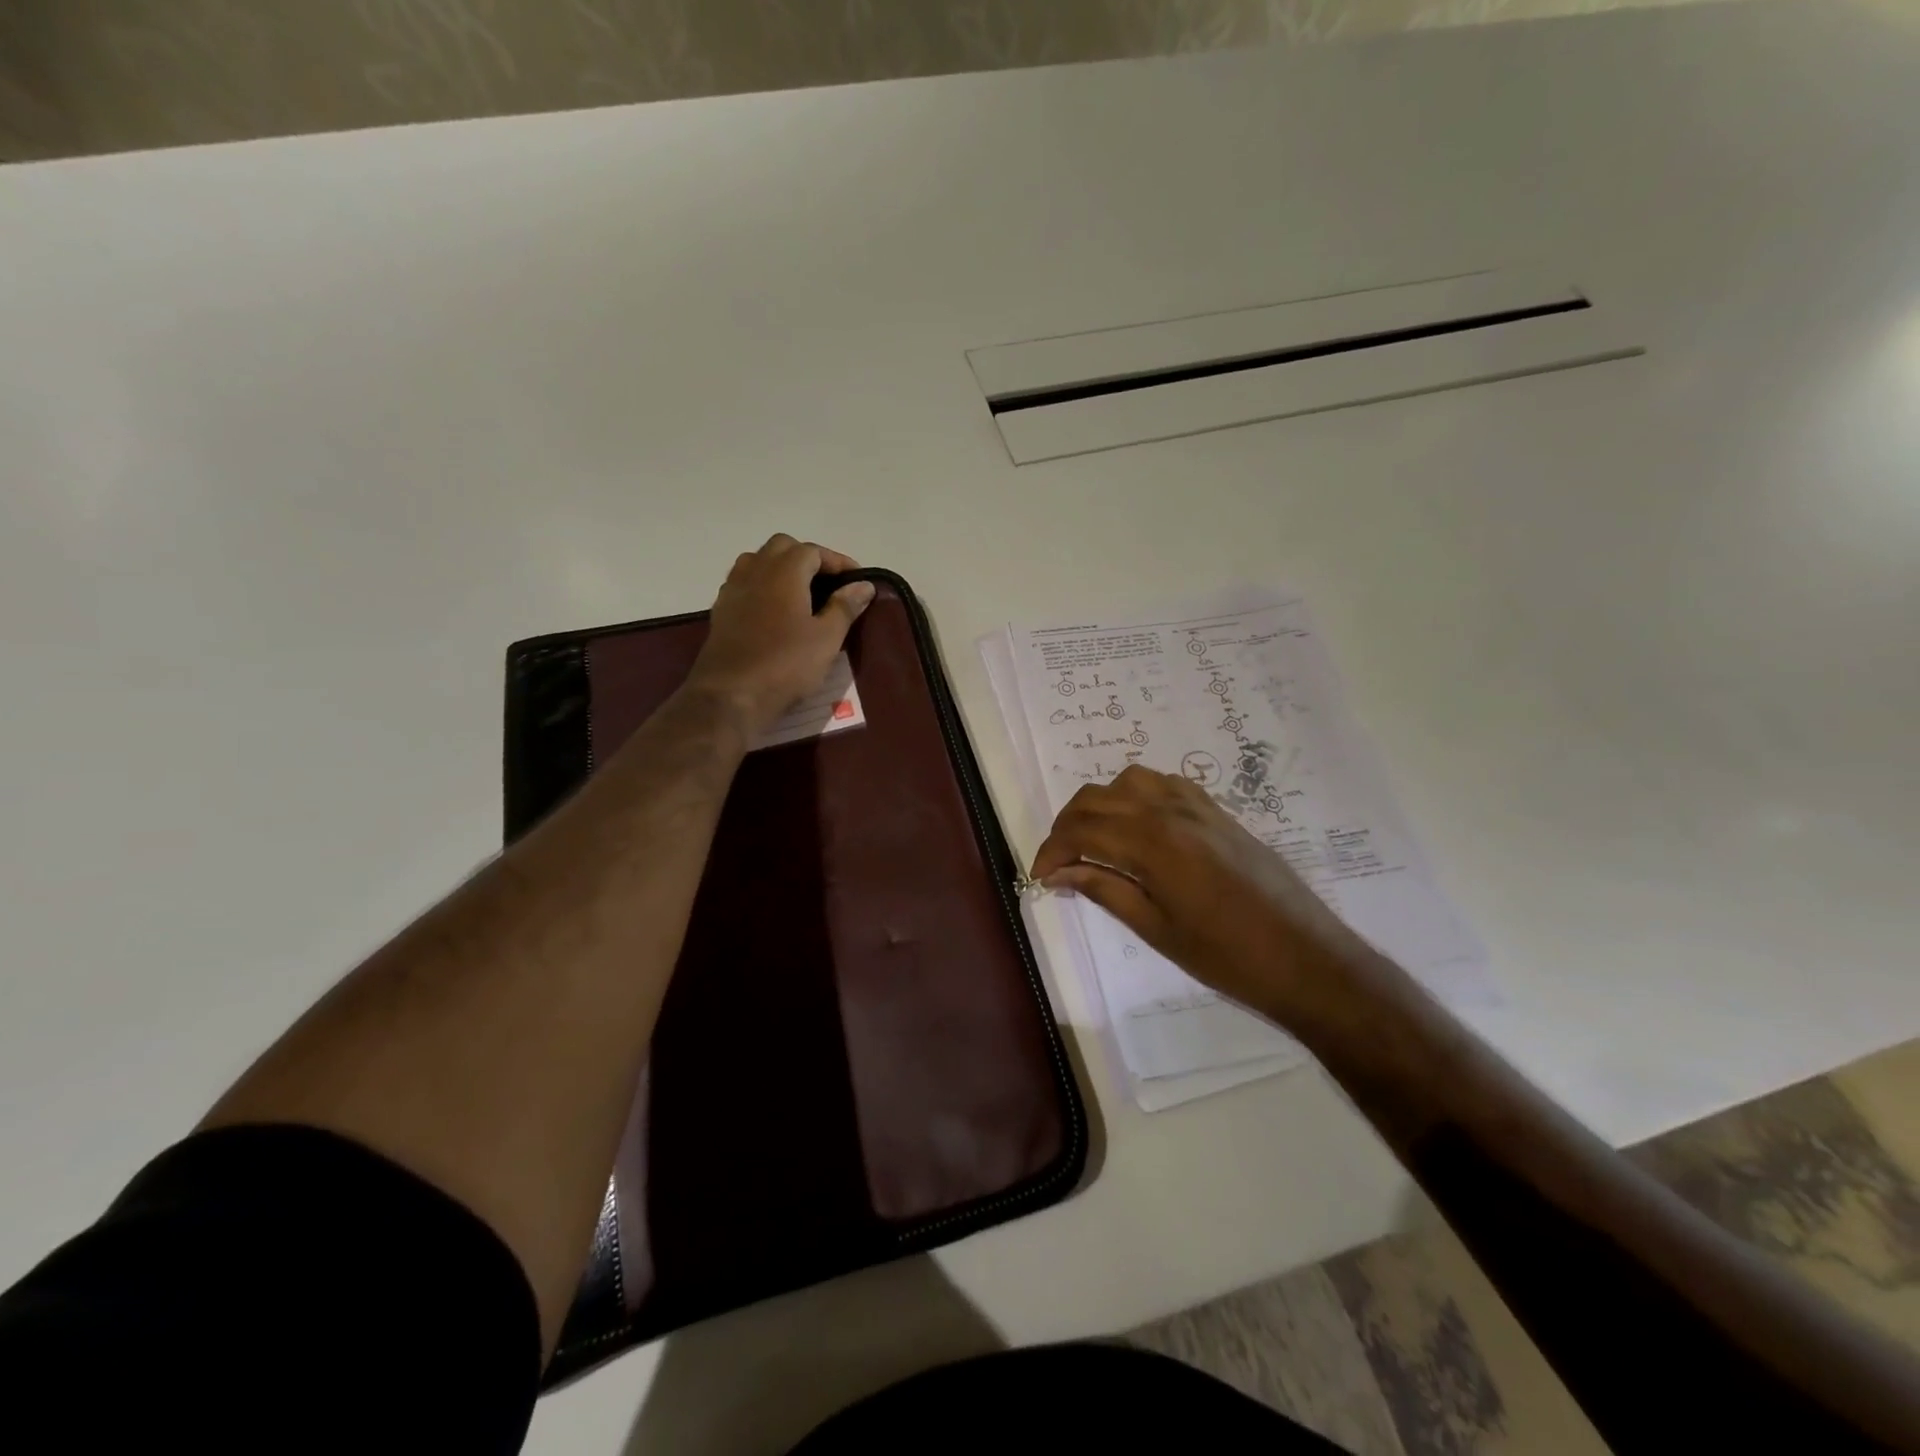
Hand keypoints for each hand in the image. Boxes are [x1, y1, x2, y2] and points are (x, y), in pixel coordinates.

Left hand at [683, 534, 874, 739]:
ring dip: (780, 568)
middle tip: (828, 584)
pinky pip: (744, 583)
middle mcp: (755, 571)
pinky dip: (762, 586)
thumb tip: (864, 585)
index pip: (813, 551)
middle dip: (807, 558)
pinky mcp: (721, 611)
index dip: (837, 561)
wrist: (730, 695)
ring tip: (801, 594)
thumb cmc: (785, 665)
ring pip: (758, 561)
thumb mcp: (826, 639)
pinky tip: (774, 612)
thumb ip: (845, 607)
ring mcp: (733, 590)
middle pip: (782, 547)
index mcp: (784, 572)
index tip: (857, 580)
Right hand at [1031, 765, 1376, 1021]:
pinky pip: (1166, 783)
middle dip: (1067, 825)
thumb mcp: (1156, 929)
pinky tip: (1140, 826)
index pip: (1081, 830)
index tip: (1040, 877)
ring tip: (1096, 840)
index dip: (1051, 851)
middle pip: (1097, 798)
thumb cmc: (1226, 955)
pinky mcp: (1218, 811)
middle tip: (1060, 862)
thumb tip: (1061, 873)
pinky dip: (1138, 795)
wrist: (1305, 957)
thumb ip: (1105, 890)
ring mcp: (1197, 806)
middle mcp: (1169, 811)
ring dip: (1101, 804)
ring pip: (1129, 780)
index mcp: (1151, 843)